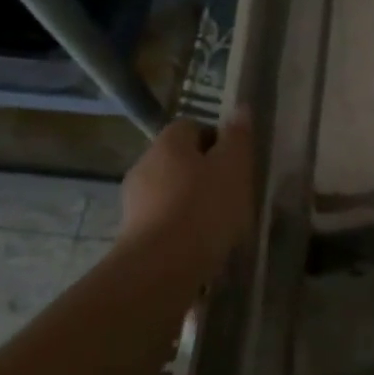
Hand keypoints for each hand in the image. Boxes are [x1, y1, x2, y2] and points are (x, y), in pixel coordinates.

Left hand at [119, 114, 255, 279]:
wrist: (162, 266)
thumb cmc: (205, 208)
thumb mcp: (234, 169)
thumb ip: (238, 138)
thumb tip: (240, 109)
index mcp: (169, 143)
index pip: (192, 126)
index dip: (217, 139)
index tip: (237, 162)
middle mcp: (145, 164)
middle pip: (179, 158)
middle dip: (204, 171)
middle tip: (233, 192)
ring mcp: (134, 200)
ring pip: (170, 189)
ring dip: (191, 199)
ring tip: (219, 223)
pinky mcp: (132, 231)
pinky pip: (163, 218)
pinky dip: (181, 224)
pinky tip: (200, 243)